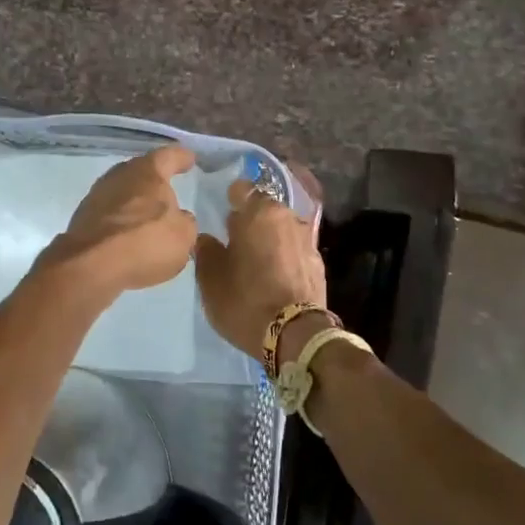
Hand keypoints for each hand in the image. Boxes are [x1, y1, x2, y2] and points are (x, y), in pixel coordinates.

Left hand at [40, 145, 198, 293]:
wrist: (91, 266)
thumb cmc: (145, 242)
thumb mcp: (183, 236)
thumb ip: (184, 222)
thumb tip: (178, 218)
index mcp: (147, 171)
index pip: (169, 156)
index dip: (181, 158)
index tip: (189, 159)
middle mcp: (119, 175)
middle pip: (141, 172)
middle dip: (154, 181)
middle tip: (168, 190)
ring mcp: (96, 196)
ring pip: (123, 193)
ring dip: (135, 202)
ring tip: (148, 217)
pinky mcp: (82, 219)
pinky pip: (110, 214)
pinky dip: (121, 221)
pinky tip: (128, 236)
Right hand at [195, 167, 327, 360]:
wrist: (295, 335)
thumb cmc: (245, 299)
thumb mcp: (210, 278)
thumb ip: (206, 250)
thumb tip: (206, 238)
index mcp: (259, 212)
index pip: (241, 189)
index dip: (230, 199)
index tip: (221, 216)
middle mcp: (287, 217)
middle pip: (264, 209)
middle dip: (251, 220)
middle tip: (235, 242)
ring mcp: (307, 239)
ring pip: (281, 229)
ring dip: (269, 239)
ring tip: (256, 261)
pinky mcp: (319, 263)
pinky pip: (294, 250)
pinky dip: (284, 257)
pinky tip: (275, 276)